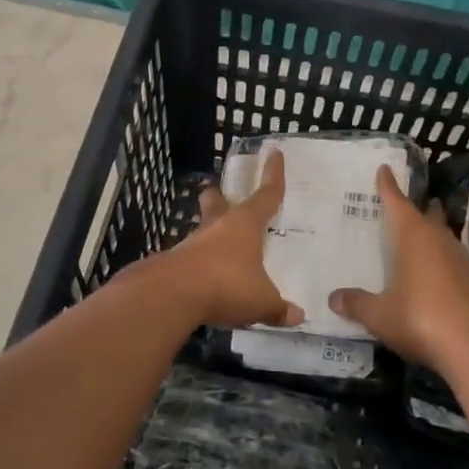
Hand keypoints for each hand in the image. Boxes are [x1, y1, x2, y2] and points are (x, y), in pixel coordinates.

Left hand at [159, 148, 304, 329]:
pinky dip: (200, 265)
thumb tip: (297, 316)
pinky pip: (192, 259)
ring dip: (209, 235)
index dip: (273, 175)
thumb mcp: (261, 301)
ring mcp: (192, 244)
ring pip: (203, 231)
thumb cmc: (226, 285)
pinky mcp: (174, 264)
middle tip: (218, 193)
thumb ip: (278, 308)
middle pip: (217, 203)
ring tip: (219, 249)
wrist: (171, 295)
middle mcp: (217, 227)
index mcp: (244, 225)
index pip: (266, 195)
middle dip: (219, 197)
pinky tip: (205, 281)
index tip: (273, 152)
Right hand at [328, 165, 468, 375]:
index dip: (388, 186)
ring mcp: (458, 259)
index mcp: (413, 236)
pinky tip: (430, 271)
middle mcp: (437, 239)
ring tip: (416, 235)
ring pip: (441, 235)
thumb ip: (357, 303)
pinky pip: (449, 258)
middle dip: (416, 207)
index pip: (397, 202)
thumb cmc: (419, 317)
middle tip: (402, 204)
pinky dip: (438, 257)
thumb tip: (333, 298)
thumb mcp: (379, 314)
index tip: (384, 169)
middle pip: (426, 214)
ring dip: (430, 231)